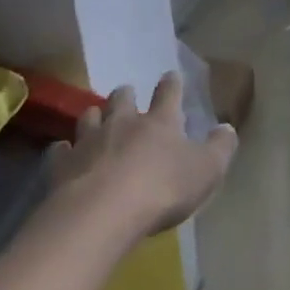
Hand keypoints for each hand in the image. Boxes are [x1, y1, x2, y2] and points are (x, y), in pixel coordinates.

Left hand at [48, 72, 236, 234]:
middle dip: (125, 94)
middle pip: (121, 99)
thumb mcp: (207, 171)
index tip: (170, 75)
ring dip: (95, 116)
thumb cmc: (162, 189)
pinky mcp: (62, 166)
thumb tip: (228, 128)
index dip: (171, 84)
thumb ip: (220, 148)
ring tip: (96, 117)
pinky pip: (61, 151)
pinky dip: (64, 151)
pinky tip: (64, 154)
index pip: (168, 94)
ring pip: (89, 117)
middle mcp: (123, 124)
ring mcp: (89, 142)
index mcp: (160, 122)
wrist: (102, 214)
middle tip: (126, 93)